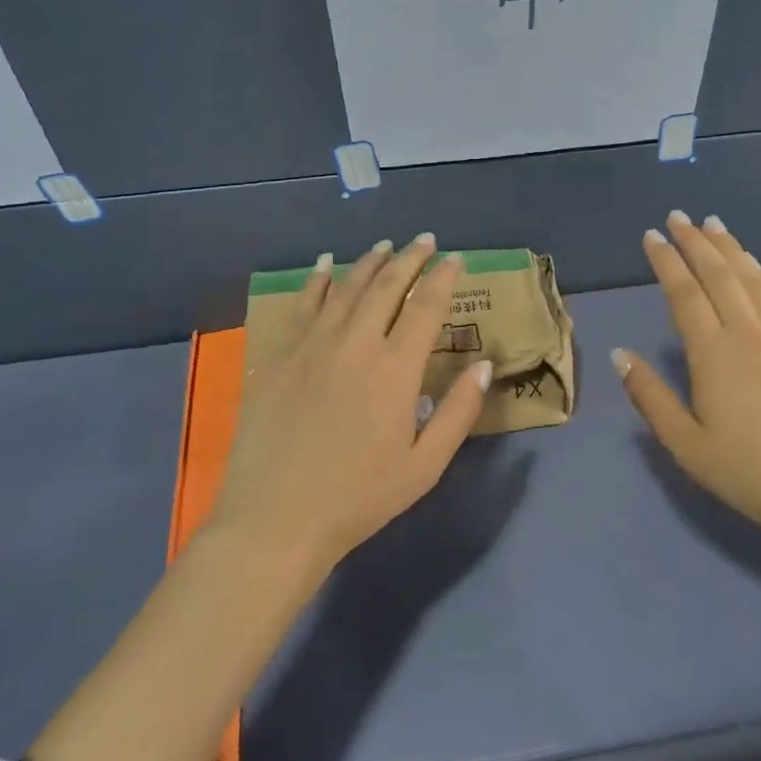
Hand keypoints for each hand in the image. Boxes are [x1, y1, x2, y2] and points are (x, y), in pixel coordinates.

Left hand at [208, 234, 491, 573]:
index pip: (425, 307)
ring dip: (370, 262)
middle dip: (410, 259)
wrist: (276, 520)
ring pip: (345, 288)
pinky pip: (303, 305)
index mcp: (395, 369)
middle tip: (425, 241)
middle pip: (387, 286)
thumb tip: (484, 365)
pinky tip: (325, 265)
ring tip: (386, 246)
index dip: (443, 278)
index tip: (456, 259)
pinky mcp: (279, 357)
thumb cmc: (359, 497)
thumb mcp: (425, 465)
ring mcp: (311, 346)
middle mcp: (355, 344)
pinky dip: (317, 280)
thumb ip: (459, 412)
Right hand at [613, 212, 760, 554]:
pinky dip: (759, 275)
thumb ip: (651, 397)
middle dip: (696, 241)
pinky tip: (754, 271)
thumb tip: (621, 355)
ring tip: (714, 225)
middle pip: (720, 274)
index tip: (653, 236)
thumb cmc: (751, 474)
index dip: (667, 261)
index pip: (684, 293)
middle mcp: (750, 333)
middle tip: (679, 217)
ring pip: (754, 279)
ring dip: (731, 248)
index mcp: (714, 354)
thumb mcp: (686, 446)